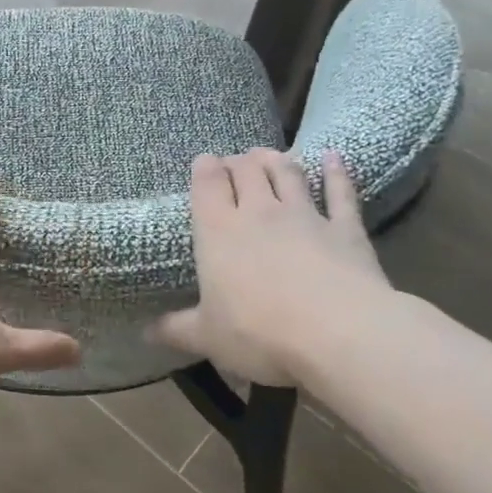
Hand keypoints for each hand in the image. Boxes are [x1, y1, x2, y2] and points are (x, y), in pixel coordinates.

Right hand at [155, 149, 392, 386]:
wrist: (338, 334)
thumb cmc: (259, 333)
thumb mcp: (207, 337)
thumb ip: (177, 329)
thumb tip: (146, 332)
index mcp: (218, 231)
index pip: (207, 184)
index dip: (205, 168)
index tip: (204, 163)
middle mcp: (260, 212)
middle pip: (246, 170)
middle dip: (238, 161)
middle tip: (234, 162)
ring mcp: (305, 216)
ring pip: (288, 173)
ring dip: (276, 159)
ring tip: (268, 155)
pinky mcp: (345, 229)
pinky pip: (340, 193)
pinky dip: (336, 173)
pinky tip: (334, 157)